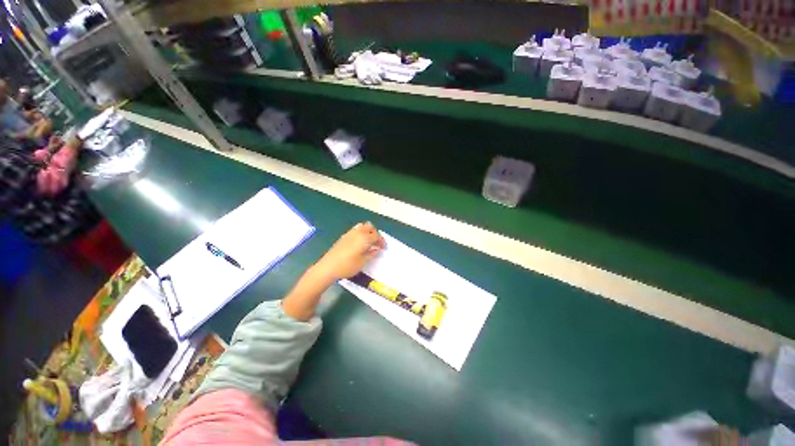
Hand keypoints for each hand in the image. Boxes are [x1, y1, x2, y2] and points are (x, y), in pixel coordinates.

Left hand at [313, 222, 385, 280]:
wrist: (328, 267)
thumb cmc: (347, 266)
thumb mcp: (362, 262)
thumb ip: (371, 254)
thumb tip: (376, 249)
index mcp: (364, 238)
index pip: (376, 235)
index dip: (382, 241)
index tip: (384, 248)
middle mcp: (357, 232)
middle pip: (370, 227)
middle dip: (375, 233)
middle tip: (377, 243)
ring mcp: (349, 233)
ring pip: (362, 226)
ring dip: (368, 232)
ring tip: (369, 242)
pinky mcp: (343, 236)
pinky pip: (355, 230)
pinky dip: (361, 233)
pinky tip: (359, 243)